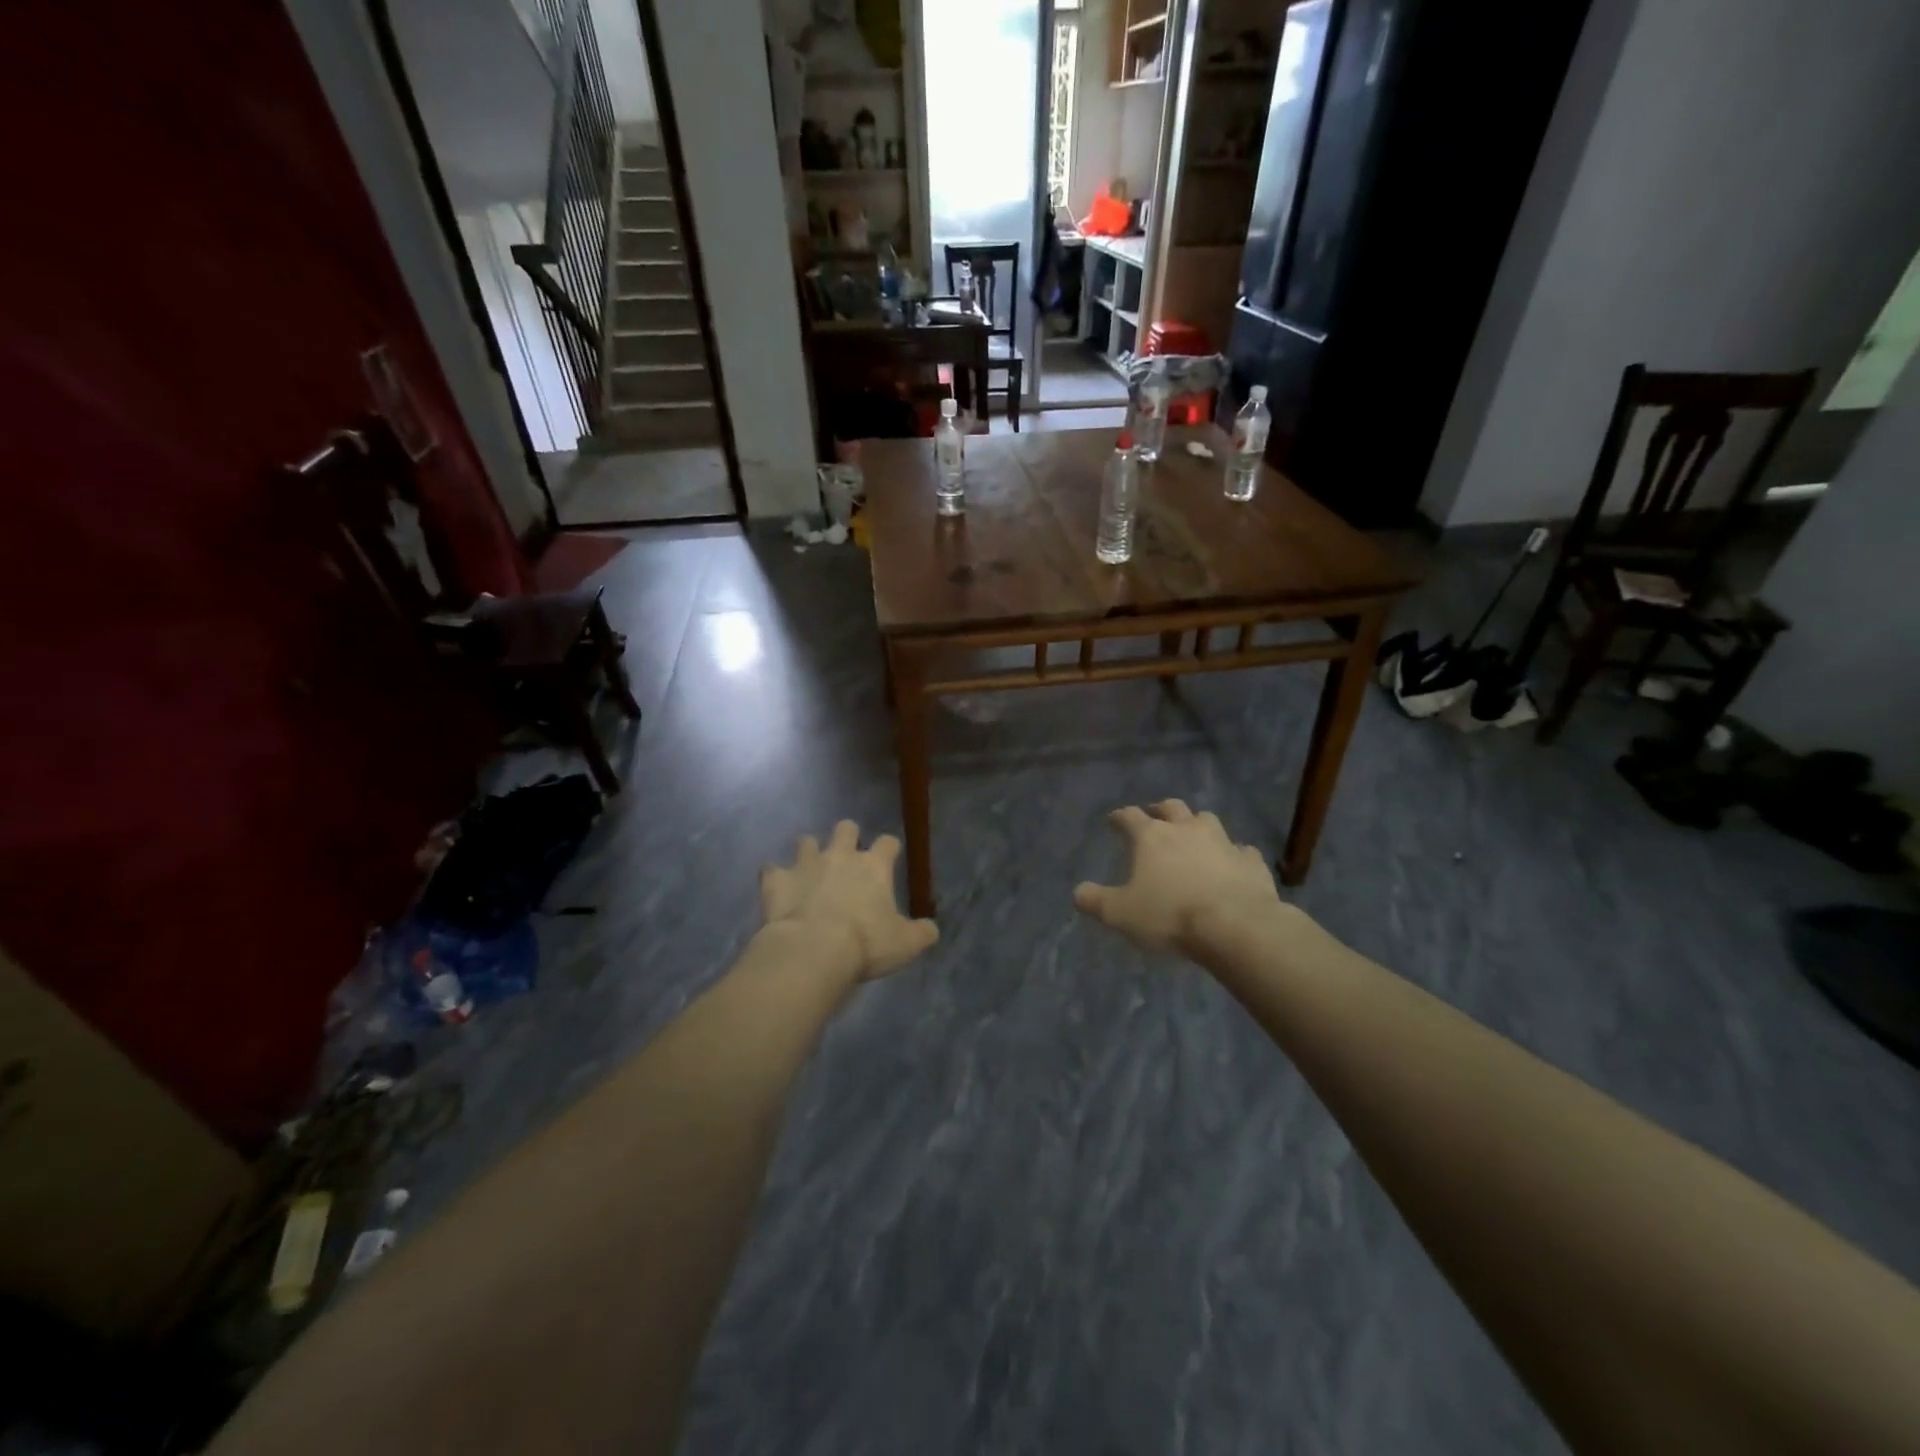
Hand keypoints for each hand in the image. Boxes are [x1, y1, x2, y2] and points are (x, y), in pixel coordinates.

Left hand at [760, 820, 938, 981]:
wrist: (813, 950)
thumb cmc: (866, 944)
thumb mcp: (906, 944)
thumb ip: (922, 933)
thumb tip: (931, 930)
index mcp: (874, 866)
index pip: (888, 843)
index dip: (889, 848)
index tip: (890, 858)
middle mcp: (840, 856)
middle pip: (846, 828)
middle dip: (847, 836)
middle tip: (847, 856)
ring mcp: (805, 864)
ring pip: (806, 841)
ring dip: (809, 852)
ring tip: (810, 869)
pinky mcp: (776, 880)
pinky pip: (771, 870)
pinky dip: (775, 877)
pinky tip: (777, 888)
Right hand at [1074, 799, 1284, 954]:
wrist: (1236, 926)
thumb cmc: (1170, 915)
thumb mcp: (1121, 914)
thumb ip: (1096, 901)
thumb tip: (1078, 892)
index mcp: (1152, 837)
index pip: (1130, 816)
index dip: (1120, 817)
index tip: (1113, 820)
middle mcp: (1187, 830)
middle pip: (1172, 807)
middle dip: (1161, 810)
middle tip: (1155, 816)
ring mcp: (1223, 842)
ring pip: (1208, 821)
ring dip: (1197, 825)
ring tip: (1193, 836)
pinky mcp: (1251, 861)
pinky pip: (1241, 850)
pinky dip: (1233, 854)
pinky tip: (1231, 864)